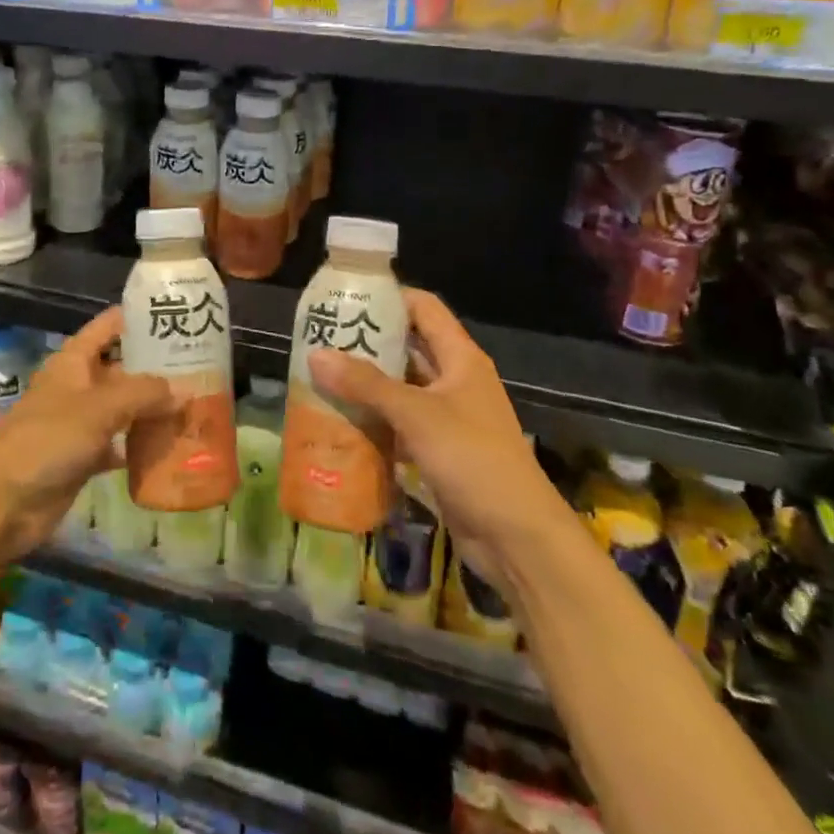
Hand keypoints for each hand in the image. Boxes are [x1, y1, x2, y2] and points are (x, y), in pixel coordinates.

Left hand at [0, 307, 171, 564]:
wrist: (3, 503)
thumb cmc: (48, 440)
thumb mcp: (99, 407)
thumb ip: (144, 394)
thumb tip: (185, 390)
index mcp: (73, 361)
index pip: (109, 326)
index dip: (137, 318)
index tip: (174, 315)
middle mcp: (78, 386)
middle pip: (122, 368)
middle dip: (156, 368)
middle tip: (201, 367)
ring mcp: (80, 423)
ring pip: (123, 408)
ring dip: (152, 408)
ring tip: (194, 404)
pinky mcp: (83, 457)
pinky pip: (119, 444)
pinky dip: (140, 445)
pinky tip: (171, 447)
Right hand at [308, 288, 559, 585]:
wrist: (518, 538)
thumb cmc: (473, 459)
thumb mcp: (417, 414)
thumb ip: (366, 384)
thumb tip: (316, 354)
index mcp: (461, 358)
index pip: (424, 308)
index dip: (389, 296)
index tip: (347, 296)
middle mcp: (456, 380)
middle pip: (409, 347)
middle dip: (369, 343)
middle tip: (323, 339)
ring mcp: (449, 417)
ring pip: (402, 388)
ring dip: (368, 385)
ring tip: (323, 377)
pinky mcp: (441, 450)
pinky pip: (402, 424)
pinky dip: (376, 421)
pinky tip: (343, 422)